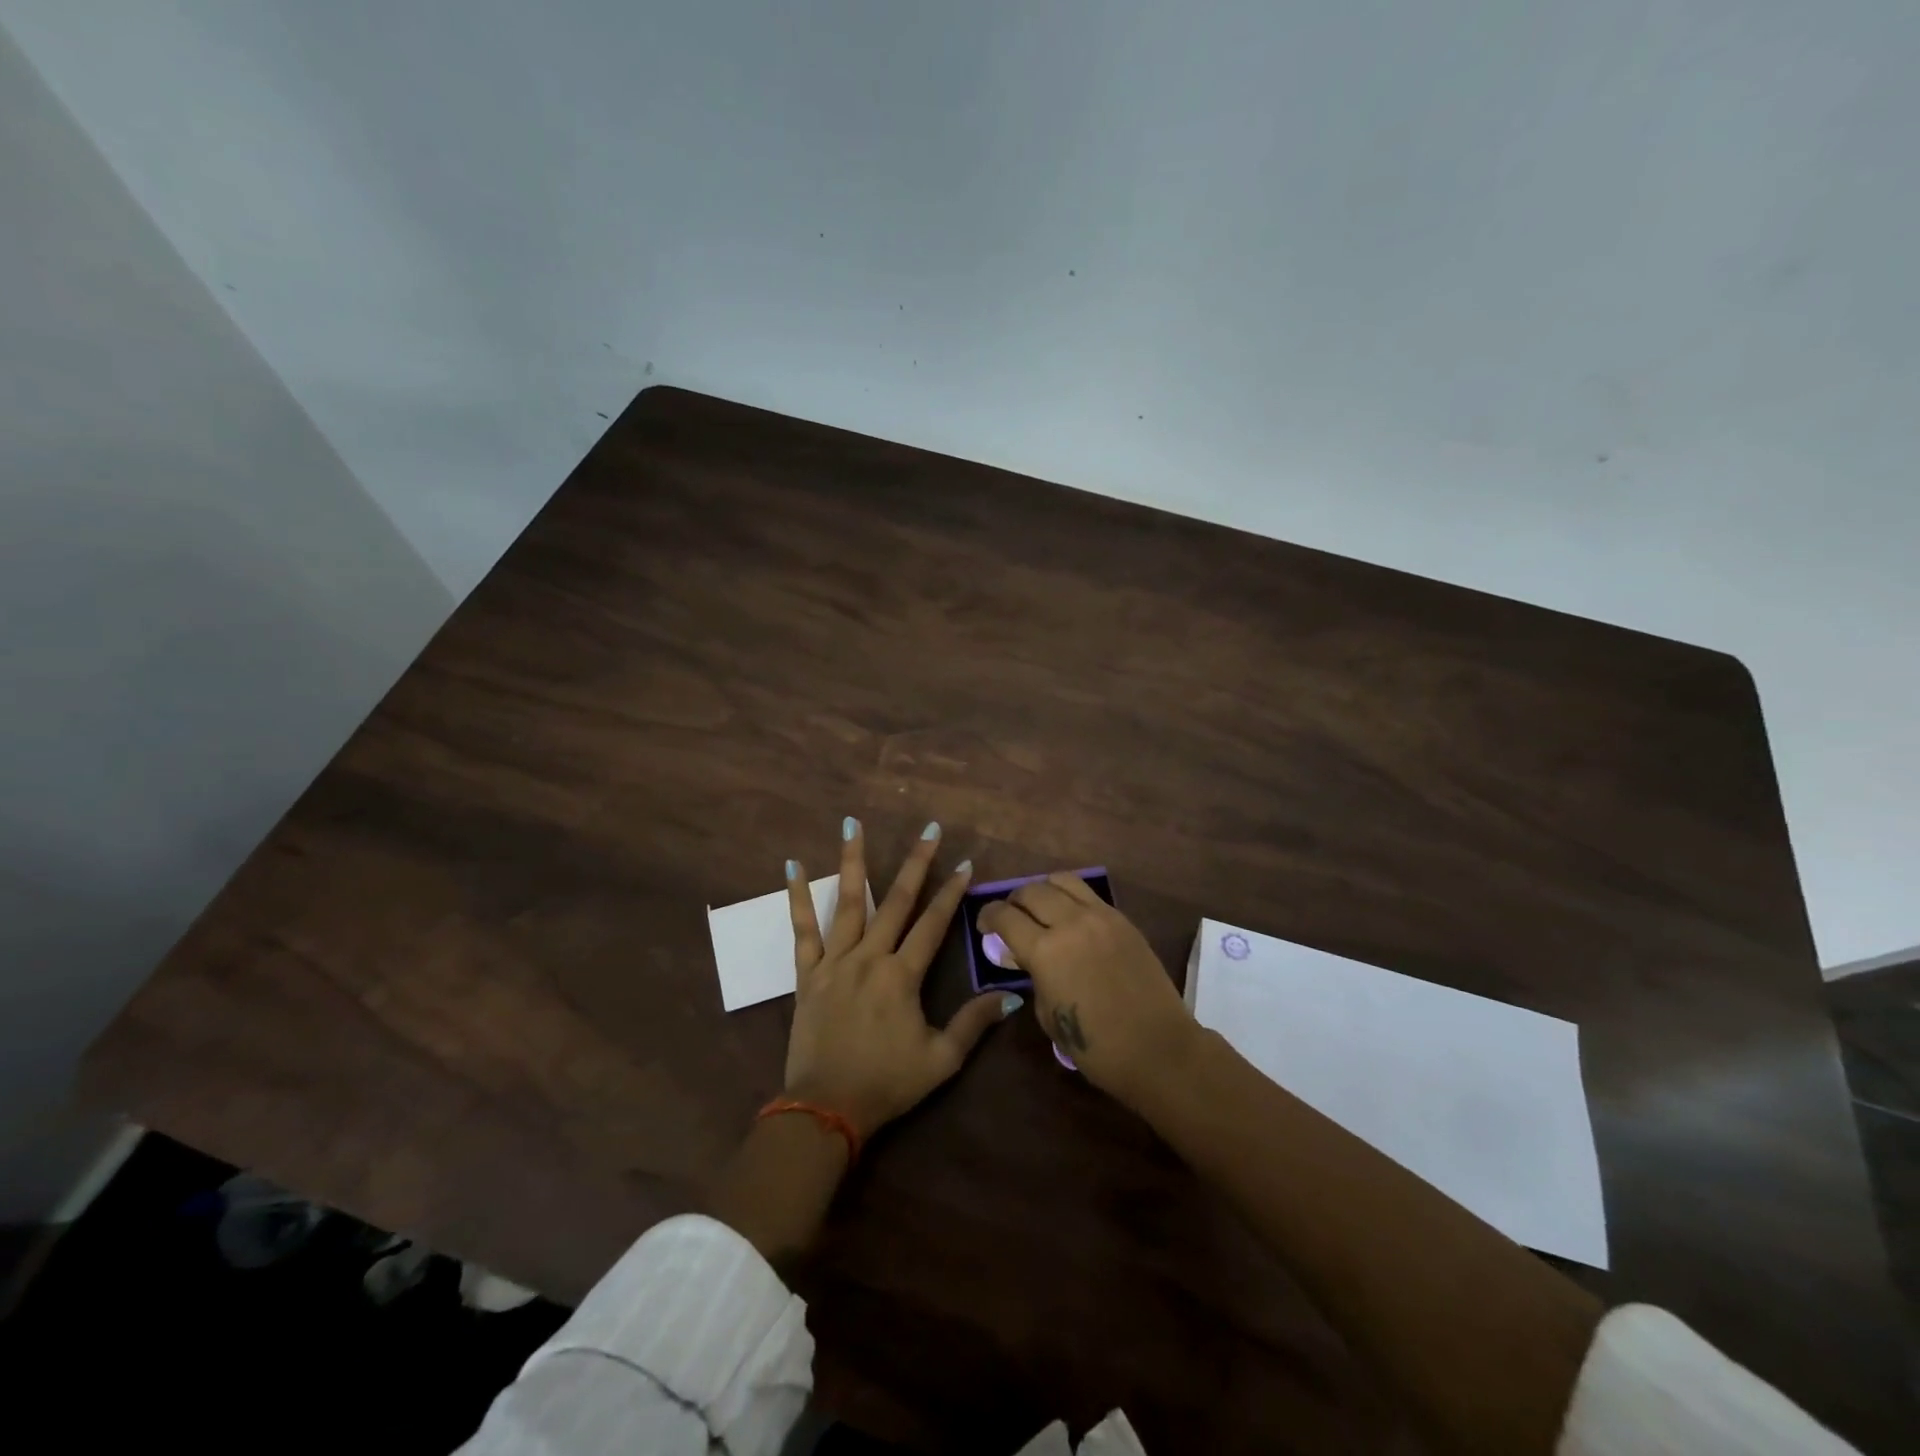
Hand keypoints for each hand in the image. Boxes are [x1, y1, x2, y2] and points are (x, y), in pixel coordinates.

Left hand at [783, 818, 1019, 1137]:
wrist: (825, 1108)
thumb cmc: (886, 1085)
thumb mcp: (941, 1061)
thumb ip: (973, 1024)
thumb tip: (1009, 996)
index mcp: (902, 976)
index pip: (933, 924)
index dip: (951, 893)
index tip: (965, 863)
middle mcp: (869, 958)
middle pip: (897, 901)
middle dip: (916, 863)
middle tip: (928, 828)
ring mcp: (835, 962)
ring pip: (847, 902)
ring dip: (853, 861)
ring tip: (852, 824)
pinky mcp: (808, 974)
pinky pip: (802, 929)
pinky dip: (798, 897)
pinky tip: (793, 866)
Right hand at [977, 874, 1193, 1102]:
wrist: (1158, 1049)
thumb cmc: (1096, 1046)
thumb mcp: (1048, 1014)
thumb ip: (1033, 976)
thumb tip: (1025, 957)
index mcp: (1045, 950)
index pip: (1005, 916)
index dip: (988, 916)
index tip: (984, 925)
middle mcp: (1071, 922)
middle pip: (1031, 891)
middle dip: (1014, 901)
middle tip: (1011, 918)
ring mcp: (1101, 916)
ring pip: (1062, 880)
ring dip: (1044, 890)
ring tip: (1041, 909)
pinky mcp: (1123, 919)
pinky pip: (1089, 894)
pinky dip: (1071, 898)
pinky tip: (1071, 917)